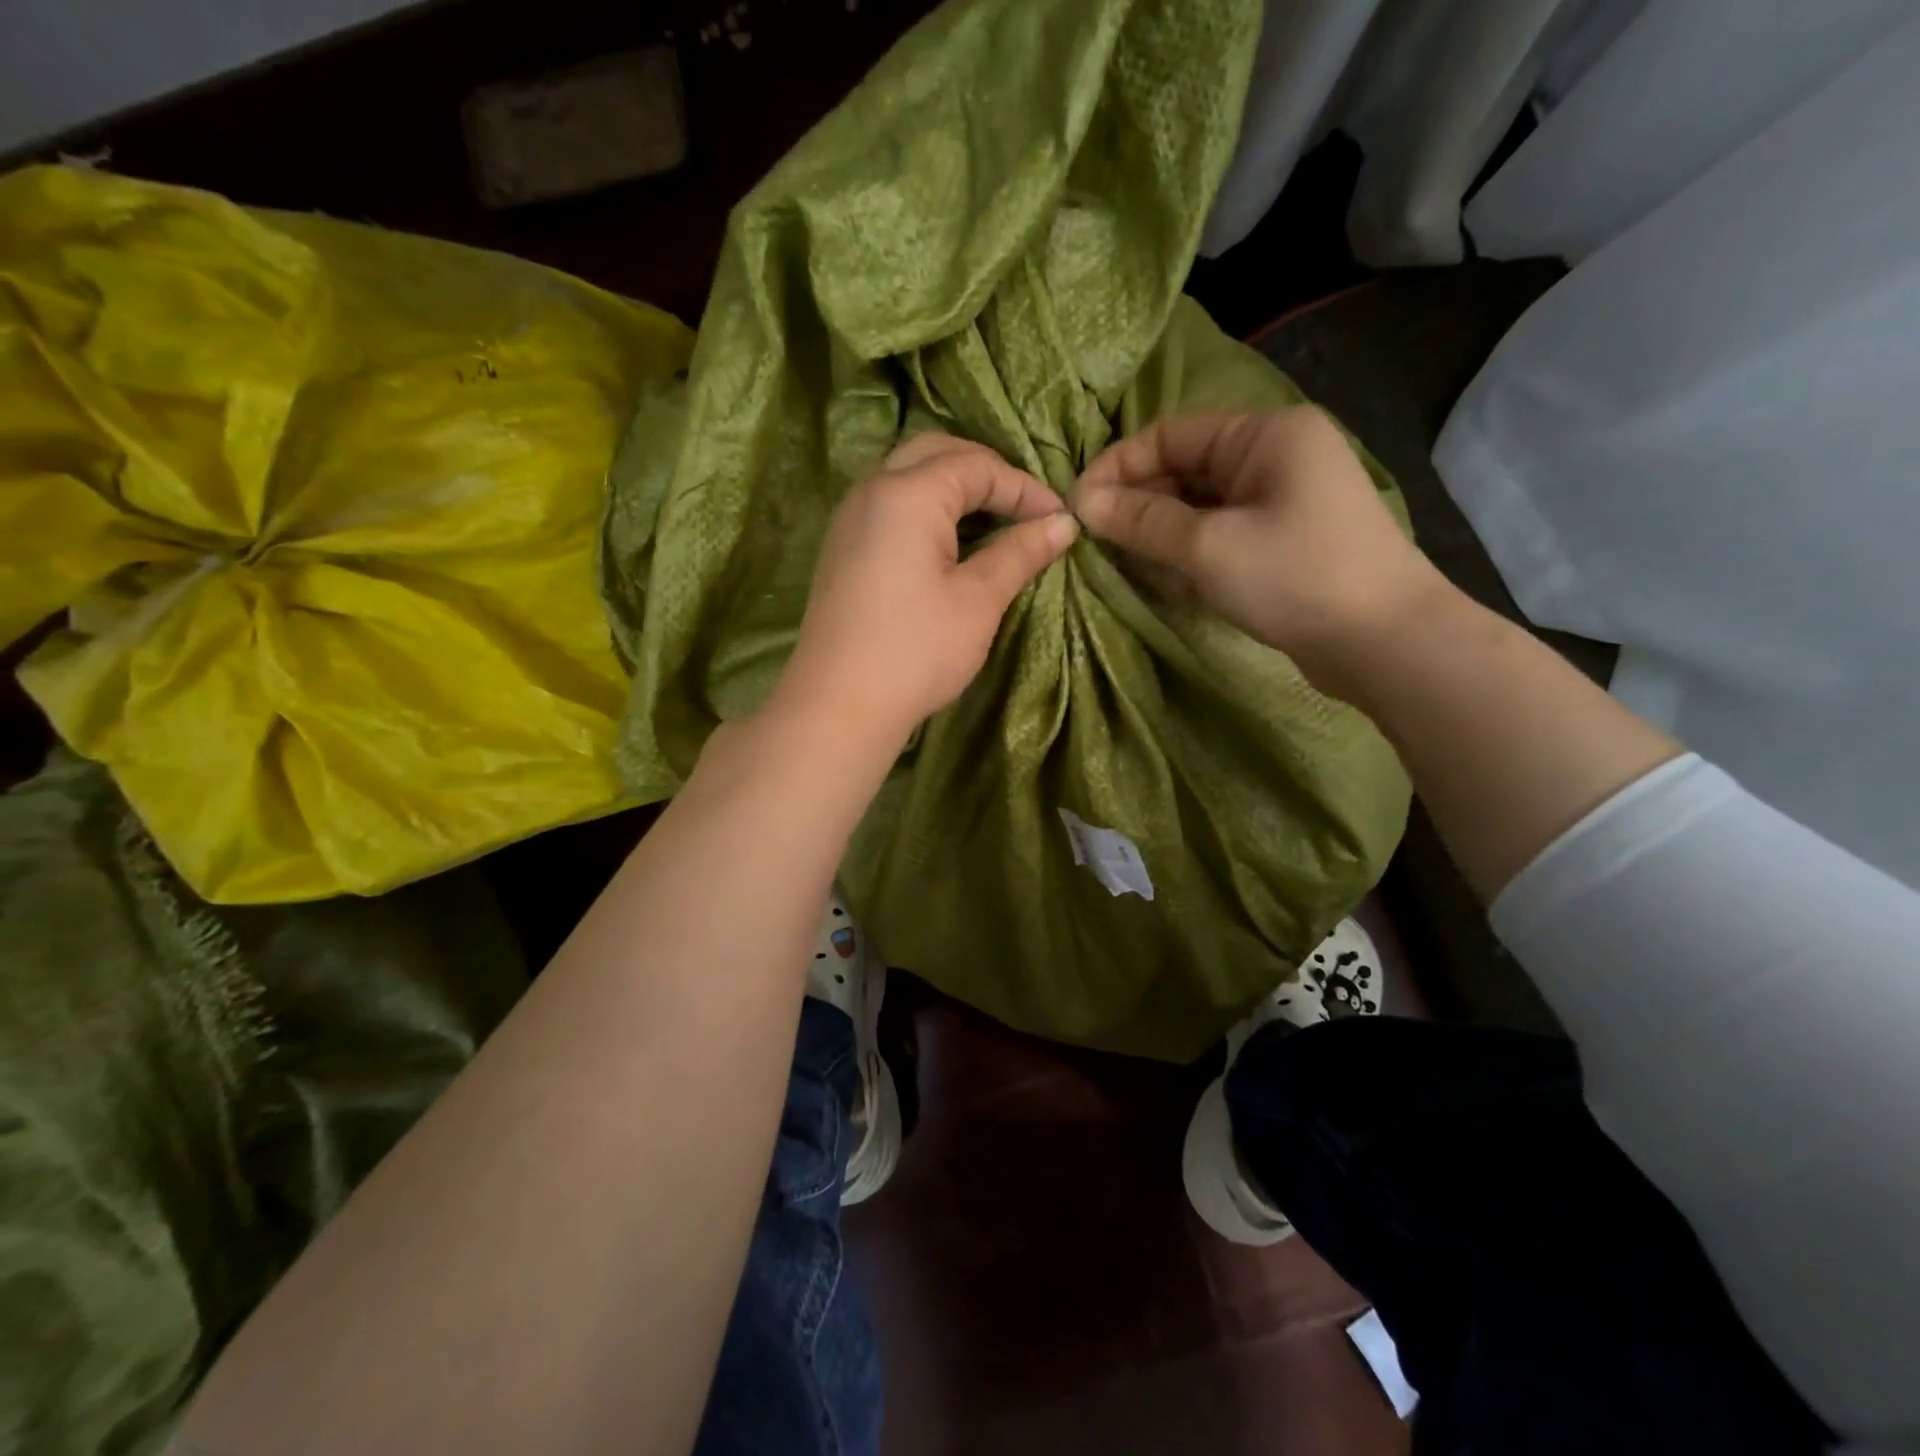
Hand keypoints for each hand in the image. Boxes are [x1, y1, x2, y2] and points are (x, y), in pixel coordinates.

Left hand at [769, 432, 1079, 746]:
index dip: (1025, 488)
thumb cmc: (916, 651)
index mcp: (907, 493)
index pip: (977, 466)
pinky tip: (948, 542)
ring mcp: (849, 518)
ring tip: (992, 520)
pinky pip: (889, 505)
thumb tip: (1063, 523)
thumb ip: (1020, 552)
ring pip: (907, 475)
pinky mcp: (842, 548)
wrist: (838, 706)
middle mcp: (872, 490)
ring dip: (952, 486)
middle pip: (936, 453)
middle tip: (1023, 508)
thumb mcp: (978, 601)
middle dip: (986, 472)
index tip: (1060, 521)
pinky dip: (925, 508)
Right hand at [1072, 408, 1449, 697]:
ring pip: (1200, 504)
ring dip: (1159, 530)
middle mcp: (1276, 456)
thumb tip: (1082, 502)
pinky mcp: (1284, 541)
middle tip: (1094, 540)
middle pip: (1185, 467)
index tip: (1077, 505)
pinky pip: (1221, 532)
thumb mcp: (1208, 547)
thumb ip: (1142, 521)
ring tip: (1120, 560)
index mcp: (1266, 434)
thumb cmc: (1295, 578)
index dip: (1118, 466)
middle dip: (1138, 501)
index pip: (1170, 434)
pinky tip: (1162, 577)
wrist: (1385, 643)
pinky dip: (1188, 550)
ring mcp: (1284, 500)